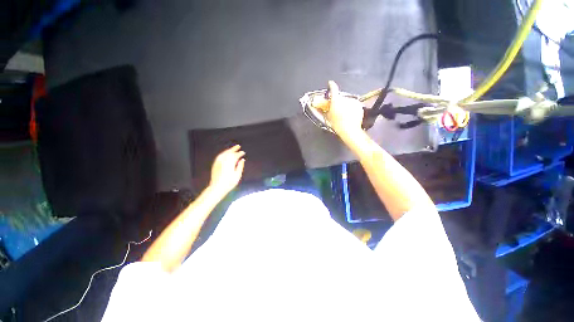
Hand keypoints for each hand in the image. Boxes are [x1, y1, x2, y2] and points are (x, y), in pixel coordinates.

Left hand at [209, 145, 245, 195]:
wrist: (217, 187)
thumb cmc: (229, 182)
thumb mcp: (237, 175)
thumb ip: (240, 166)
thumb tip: (242, 160)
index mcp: (230, 163)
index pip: (236, 155)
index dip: (240, 153)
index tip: (243, 152)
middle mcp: (224, 160)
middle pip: (229, 152)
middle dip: (234, 149)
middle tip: (238, 146)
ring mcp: (218, 162)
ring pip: (224, 153)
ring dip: (229, 150)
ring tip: (233, 149)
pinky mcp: (215, 164)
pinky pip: (220, 156)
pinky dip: (224, 153)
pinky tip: (225, 154)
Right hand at [324, 80, 364, 139]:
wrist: (349, 130)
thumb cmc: (338, 124)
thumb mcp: (327, 117)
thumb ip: (324, 109)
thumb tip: (320, 106)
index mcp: (336, 100)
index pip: (333, 88)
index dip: (331, 85)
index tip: (330, 83)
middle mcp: (345, 99)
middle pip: (340, 97)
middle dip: (338, 102)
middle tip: (336, 110)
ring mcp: (352, 101)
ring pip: (347, 101)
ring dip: (344, 105)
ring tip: (343, 115)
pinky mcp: (358, 105)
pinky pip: (353, 105)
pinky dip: (351, 108)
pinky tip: (349, 115)